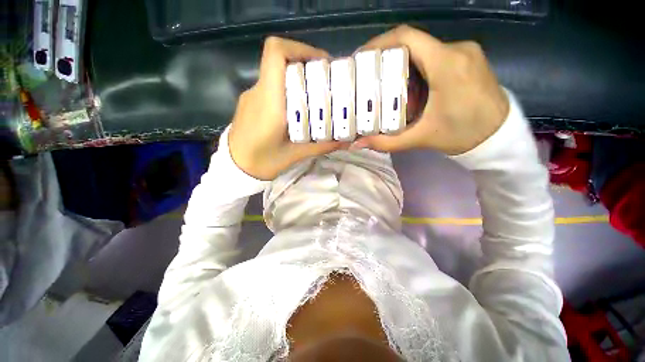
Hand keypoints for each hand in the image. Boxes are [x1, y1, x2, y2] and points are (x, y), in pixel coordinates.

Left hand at [229, 37, 347, 179]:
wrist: (236, 168)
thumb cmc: (264, 162)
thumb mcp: (296, 155)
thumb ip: (321, 146)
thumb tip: (345, 141)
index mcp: (269, 101)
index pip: (276, 53)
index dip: (300, 48)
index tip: (321, 63)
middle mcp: (258, 92)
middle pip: (281, 61)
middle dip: (306, 66)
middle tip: (325, 84)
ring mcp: (251, 95)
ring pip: (276, 75)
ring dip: (297, 80)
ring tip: (313, 99)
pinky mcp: (249, 102)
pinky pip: (270, 87)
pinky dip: (286, 90)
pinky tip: (295, 110)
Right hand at [352, 25, 509, 154]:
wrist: (499, 136)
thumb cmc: (462, 135)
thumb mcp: (420, 138)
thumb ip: (386, 142)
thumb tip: (358, 144)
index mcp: (446, 64)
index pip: (407, 37)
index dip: (380, 42)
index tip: (362, 56)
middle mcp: (457, 50)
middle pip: (413, 43)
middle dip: (387, 58)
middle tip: (370, 77)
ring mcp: (465, 52)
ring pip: (424, 50)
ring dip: (402, 64)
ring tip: (387, 85)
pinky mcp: (469, 59)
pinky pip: (436, 55)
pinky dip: (417, 67)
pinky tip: (410, 86)